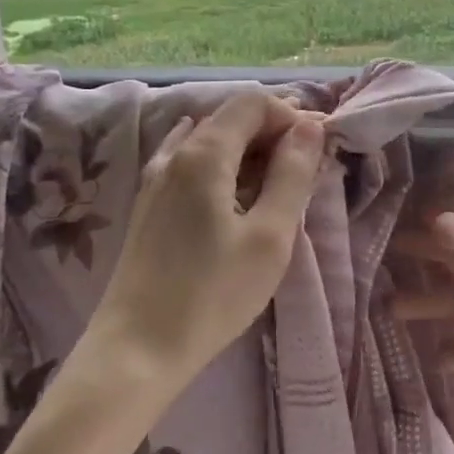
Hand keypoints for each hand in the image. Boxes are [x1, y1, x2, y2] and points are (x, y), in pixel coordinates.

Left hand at [87, 93, 326, 395]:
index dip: (290, 115)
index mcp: (204, 153)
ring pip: (212, 142)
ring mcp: (156, 179)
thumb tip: (309, 127)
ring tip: (278, 190)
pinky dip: (224, 170)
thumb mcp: (270, 235)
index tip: (316, 151)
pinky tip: (236, 197)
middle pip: (230, 118)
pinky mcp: (150, 206)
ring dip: (251, 153)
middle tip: (306, 173)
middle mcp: (175, 154)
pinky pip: (193, 166)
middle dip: (274, 133)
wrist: (137, 350)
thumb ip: (292, 174)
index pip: (252, 103)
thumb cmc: (212, 294)